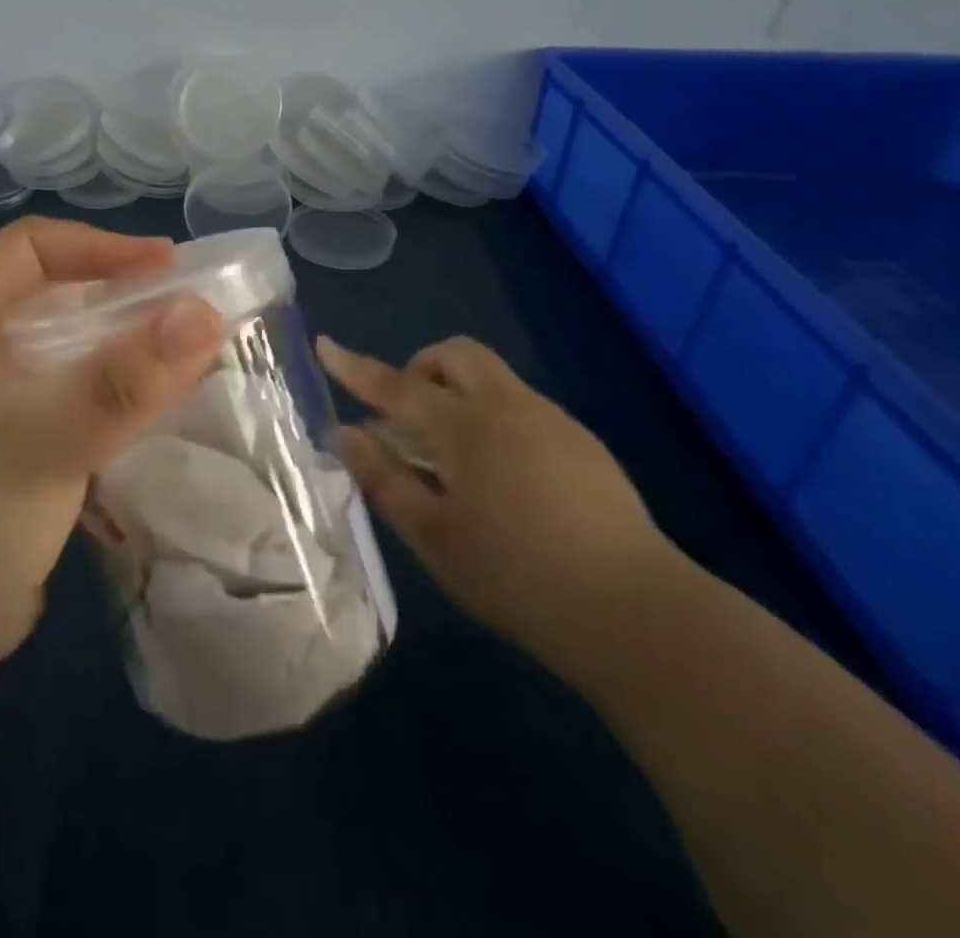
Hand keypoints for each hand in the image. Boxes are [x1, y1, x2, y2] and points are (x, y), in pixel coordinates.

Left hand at [0, 218, 222, 671]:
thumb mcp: (49, 436)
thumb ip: (127, 378)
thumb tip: (204, 313)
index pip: (29, 247)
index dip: (96, 245)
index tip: (164, 266)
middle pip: (50, 298)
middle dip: (117, 298)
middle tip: (181, 314)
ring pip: (62, 355)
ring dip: (118, 352)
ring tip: (177, 363)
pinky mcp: (6, 454)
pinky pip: (65, 404)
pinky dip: (107, 399)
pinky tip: (145, 419)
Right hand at [317, 335, 672, 669]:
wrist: (635, 613)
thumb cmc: (517, 578)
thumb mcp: (433, 536)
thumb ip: (384, 478)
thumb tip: (345, 434)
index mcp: (466, 428)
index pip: (396, 385)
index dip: (355, 367)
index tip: (325, 345)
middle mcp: (509, 407)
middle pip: (456, 354)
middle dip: (420, 367)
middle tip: (406, 417)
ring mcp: (552, 420)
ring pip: (491, 377)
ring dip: (457, 392)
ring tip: (450, 457)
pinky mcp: (582, 442)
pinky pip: (520, 405)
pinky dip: (491, 416)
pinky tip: (499, 477)